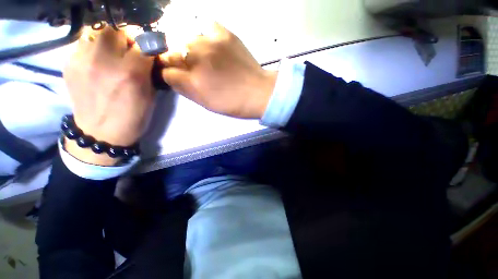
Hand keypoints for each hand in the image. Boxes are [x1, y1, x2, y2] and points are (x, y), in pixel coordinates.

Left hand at [64, 27, 154, 165]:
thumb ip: (149, 73)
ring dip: (108, 41)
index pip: (144, 44)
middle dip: (126, 38)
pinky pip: (83, 43)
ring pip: (96, 32)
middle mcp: (104, 62)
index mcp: (131, 74)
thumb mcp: (150, 96)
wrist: (101, 133)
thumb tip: (149, 56)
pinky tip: (96, 62)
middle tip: (128, 51)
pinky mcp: (69, 64)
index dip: (149, 47)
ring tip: (110, 55)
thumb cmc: (133, 117)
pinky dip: (93, 48)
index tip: (149, 53)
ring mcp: (82, 61)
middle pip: (116, 30)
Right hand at [159, 23, 276, 118]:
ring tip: (204, 58)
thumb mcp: (207, 104)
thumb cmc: (233, 103)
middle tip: (188, 68)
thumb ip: (186, 90)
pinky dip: (205, 35)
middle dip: (175, 62)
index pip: (166, 72)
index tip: (175, 77)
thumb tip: (172, 78)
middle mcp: (196, 59)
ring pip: (186, 40)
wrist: (258, 92)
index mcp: (192, 82)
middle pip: (171, 53)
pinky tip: (211, 45)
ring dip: (190, 49)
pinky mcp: (224, 34)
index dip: (169, 75)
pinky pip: (206, 26)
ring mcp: (209, 44)